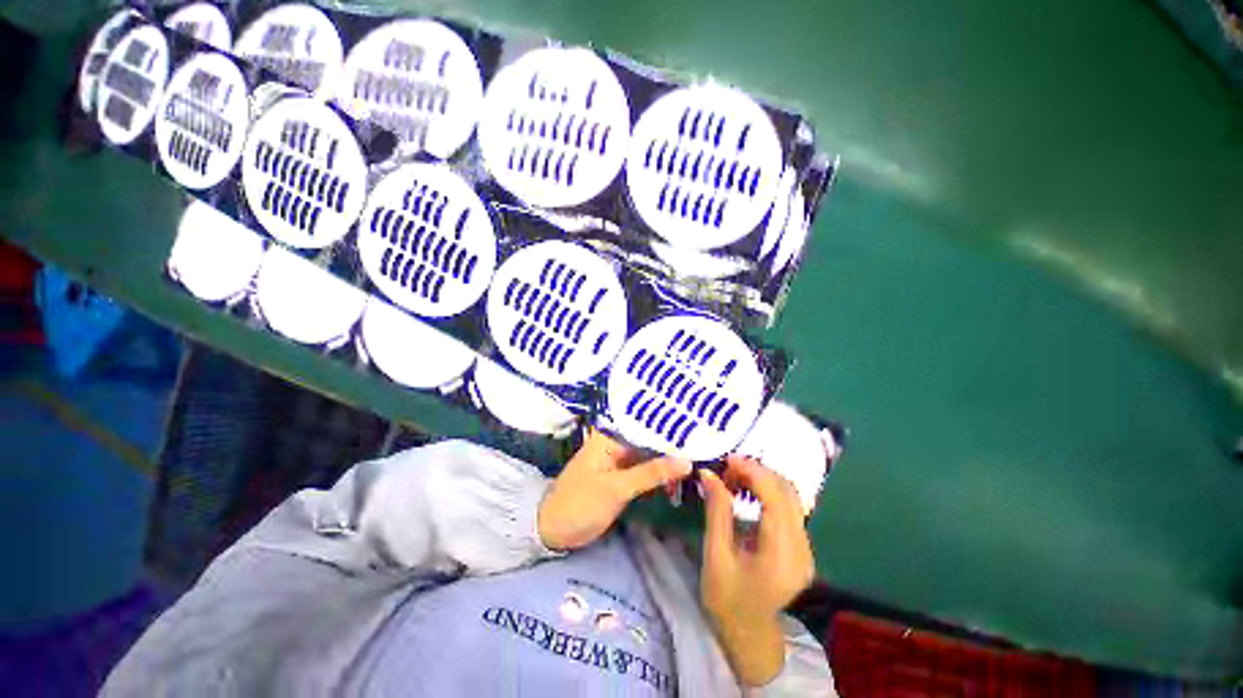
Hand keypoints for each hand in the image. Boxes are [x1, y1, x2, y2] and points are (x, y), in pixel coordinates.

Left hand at [538, 430, 690, 550]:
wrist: (554, 531)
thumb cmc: (580, 503)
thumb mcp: (617, 488)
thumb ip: (652, 473)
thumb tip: (688, 460)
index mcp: (608, 438)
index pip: (644, 423)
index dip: (670, 423)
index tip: (701, 422)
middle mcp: (615, 446)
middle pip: (650, 440)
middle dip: (675, 444)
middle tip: (709, 443)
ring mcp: (618, 466)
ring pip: (650, 459)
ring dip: (671, 462)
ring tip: (703, 461)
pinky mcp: (621, 484)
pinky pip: (646, 474)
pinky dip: (661, 477)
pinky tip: (682, 479)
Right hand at [699, 455, 815, 685]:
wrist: (747, 631)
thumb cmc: (725, 599)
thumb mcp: (715, 557)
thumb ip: (718, 514)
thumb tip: (710, 476)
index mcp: (781, 551)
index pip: (776, 498)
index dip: (755, 472)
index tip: (728, 460)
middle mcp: (803, 547)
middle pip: (789, 495)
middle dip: (761, 474)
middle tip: (729, 469)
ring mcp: (808, 550)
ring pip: (794, 503)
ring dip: (768, 486)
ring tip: (737, 480)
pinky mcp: (805, 552)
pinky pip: (793, 516)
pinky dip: (773, 501)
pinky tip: (752, 499)